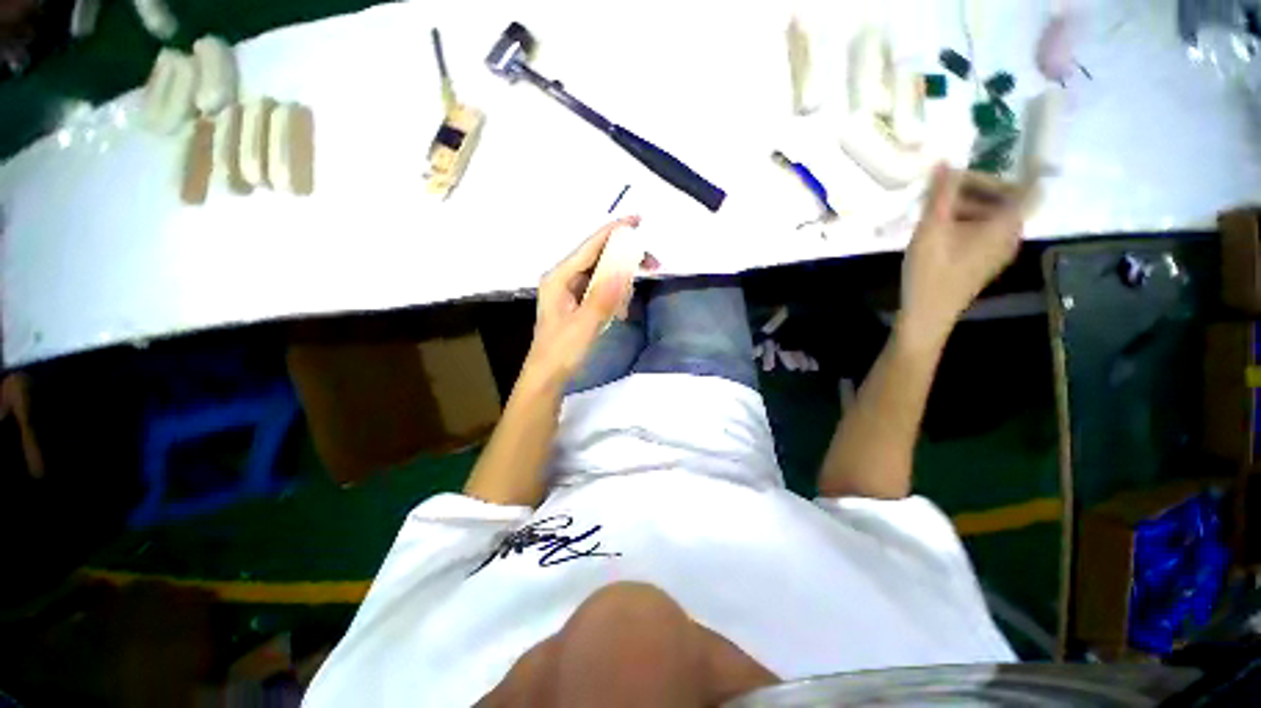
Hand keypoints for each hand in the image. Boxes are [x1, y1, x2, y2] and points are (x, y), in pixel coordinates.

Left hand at [524, 216, 651, 386]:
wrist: (548, 376)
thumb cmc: (561, 351)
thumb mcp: (585, 325)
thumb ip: (604, 297)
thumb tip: (624, 269)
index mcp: (560, 277)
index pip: (590, 246)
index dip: (615, 231)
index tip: (638, 220)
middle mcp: (564, 277)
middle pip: (599, 257)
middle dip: (626, 261)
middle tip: (653, 266)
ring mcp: (571, 290)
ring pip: (603, 274)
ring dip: (621, 285)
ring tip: (626, 308)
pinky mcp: (577, 302)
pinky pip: (602, 290)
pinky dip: (615, 297)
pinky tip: (620, 313)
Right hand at [899, 164, 1027, 342]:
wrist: (927, 314)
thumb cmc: (932, 270)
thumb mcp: (932, 228)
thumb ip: (941, 193)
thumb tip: (945, 160)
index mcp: (1007, 223)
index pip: (1024, 185)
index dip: (1005, 172)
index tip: (976, 165)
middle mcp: (1010, 234)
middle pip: (1003, 199)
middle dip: (973, 189)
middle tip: (939, 191)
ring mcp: (998, 251)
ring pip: (989, 216)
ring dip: (964, 207)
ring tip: (931, 212)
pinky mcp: (983, 262)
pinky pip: (981, 232)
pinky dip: (963, 224)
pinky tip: (936, 232)